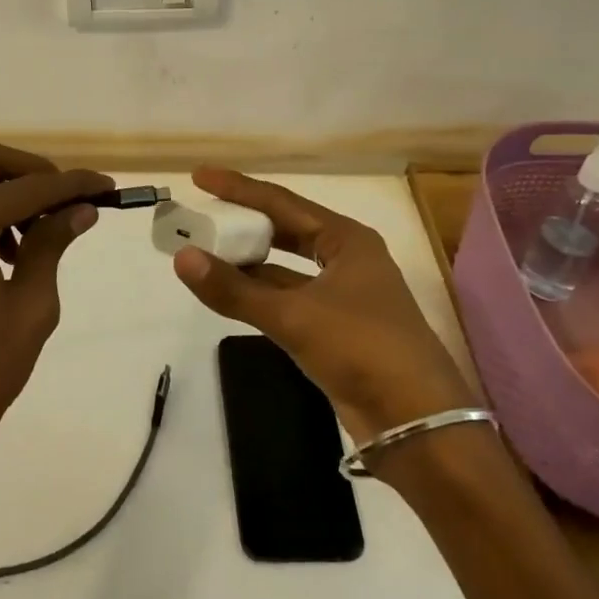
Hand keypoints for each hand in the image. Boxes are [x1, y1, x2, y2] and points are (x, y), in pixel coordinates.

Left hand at [0, 141, 111, 470]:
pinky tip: (10, 252)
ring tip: (41, 236)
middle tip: (68, 201)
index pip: (26, 187)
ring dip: (8, 193)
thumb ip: (52, 243)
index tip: (106, 186)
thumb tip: (82, 209)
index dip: (71, 184)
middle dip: (33, 173)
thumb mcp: (31, 304)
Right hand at [172, 167, 475, 443]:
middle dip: (244, 222)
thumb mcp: (294, 316)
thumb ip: (235, 289)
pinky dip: (260, 292)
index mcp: (346, 239)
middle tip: (202, 214)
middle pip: (285, 230)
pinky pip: (289, 297)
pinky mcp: (336, 328)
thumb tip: (182, 258)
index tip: (200, 177)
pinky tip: (231, 292)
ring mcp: (343, 295)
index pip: (281, 202)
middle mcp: (346, 258)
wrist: (416, 421)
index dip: (238, 188)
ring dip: (249, 260)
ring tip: (206, 250)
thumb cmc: (362, 348)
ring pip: (286, 267)